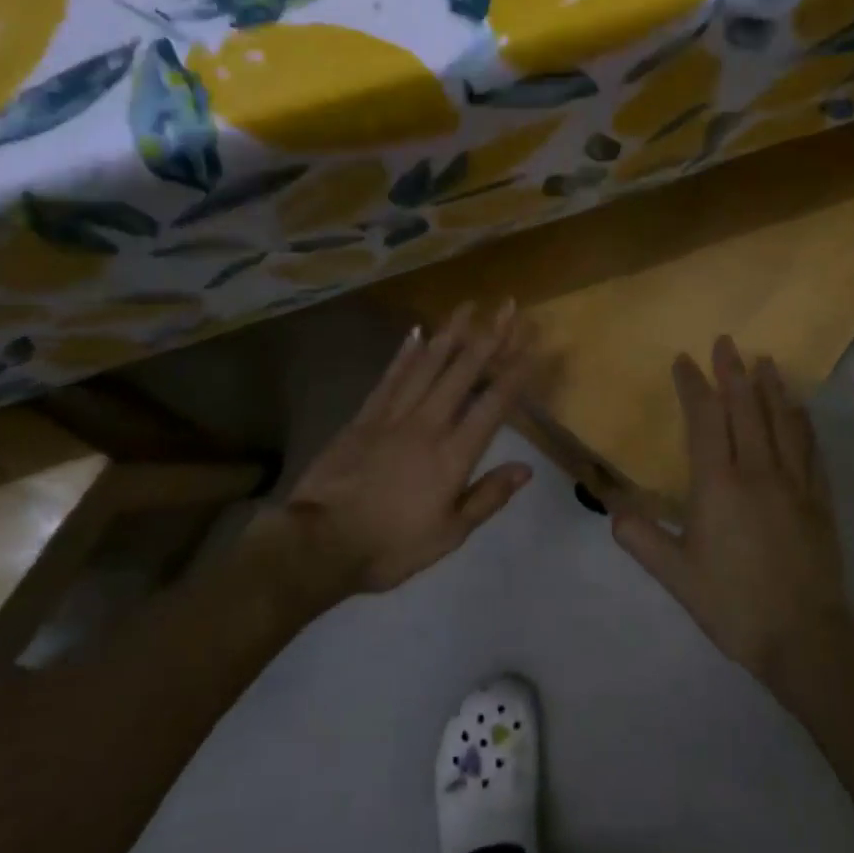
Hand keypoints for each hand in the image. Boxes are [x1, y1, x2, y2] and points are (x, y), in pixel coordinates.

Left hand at [267, 302, 536, 602]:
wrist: (321, 543)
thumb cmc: (391, 546)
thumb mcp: (449, 534)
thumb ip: (488, 497)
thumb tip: (526, 468)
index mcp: (453, 455)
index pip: (493, 406)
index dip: (515, 373)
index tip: (531, 344)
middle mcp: (428, 425)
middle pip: (463, 373)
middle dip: (489, 337)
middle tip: (505, 306)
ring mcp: (393, 416)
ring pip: (427, 365)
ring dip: (450, 334)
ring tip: (467, 307)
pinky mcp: (364, 417)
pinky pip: (390, 378)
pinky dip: (405, 353)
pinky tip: (417, 333)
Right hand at [611, 337, 853, 685]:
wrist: (804, 638)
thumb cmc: (733, 604)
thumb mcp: (677, 576)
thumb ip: (643, 539)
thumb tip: (613, 510)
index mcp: (718, 485)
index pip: (705, 420)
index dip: (694, 386)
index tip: (684, 361)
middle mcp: (757, 472)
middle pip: (745, 409)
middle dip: (733, 372)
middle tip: (726, 342)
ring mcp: (794, 483)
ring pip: (782, 422)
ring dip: (771, 387)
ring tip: (765, 361)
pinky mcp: (819, 500)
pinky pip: (810, 449)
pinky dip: (802, 422)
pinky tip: (800, 410)